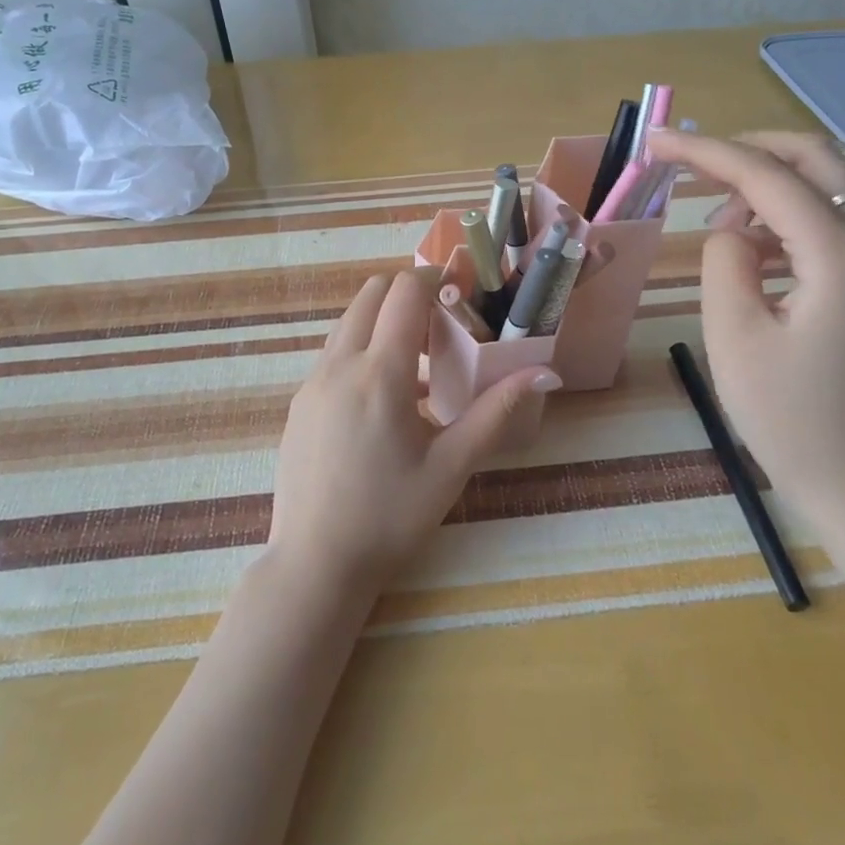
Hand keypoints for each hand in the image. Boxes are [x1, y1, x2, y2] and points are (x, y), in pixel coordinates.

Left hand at [267, 268, 560, 593]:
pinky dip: (362, 350)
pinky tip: (387, 399)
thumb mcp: (451, 466)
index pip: (403, 292)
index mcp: (379, 374)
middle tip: (442, 324)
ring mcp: (312, 383)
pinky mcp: (299, 403)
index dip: (433, 279)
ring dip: (383, 321)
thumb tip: (544, 372)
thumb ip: (497, 412)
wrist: (314, 565)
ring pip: (348, 323)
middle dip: (407, 293)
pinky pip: (334, 354)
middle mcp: (339, 365)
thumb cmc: (390, 517)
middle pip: (370, 294)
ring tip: (419, 362)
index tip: (460, 291)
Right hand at [647, 129, 844, 500]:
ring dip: (766, 184)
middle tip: (692, 164)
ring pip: (823, 185)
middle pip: (812, 158)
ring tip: (714, 220)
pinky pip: (828, 220)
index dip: (705, 152)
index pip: (765, 176)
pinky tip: (751, 248)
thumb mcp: (734, 333)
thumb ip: (724, 259)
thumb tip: (732, 230)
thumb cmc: (789, 416)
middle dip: (747, 149)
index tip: (655, 143)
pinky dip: (785, 215)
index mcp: (839, 252)